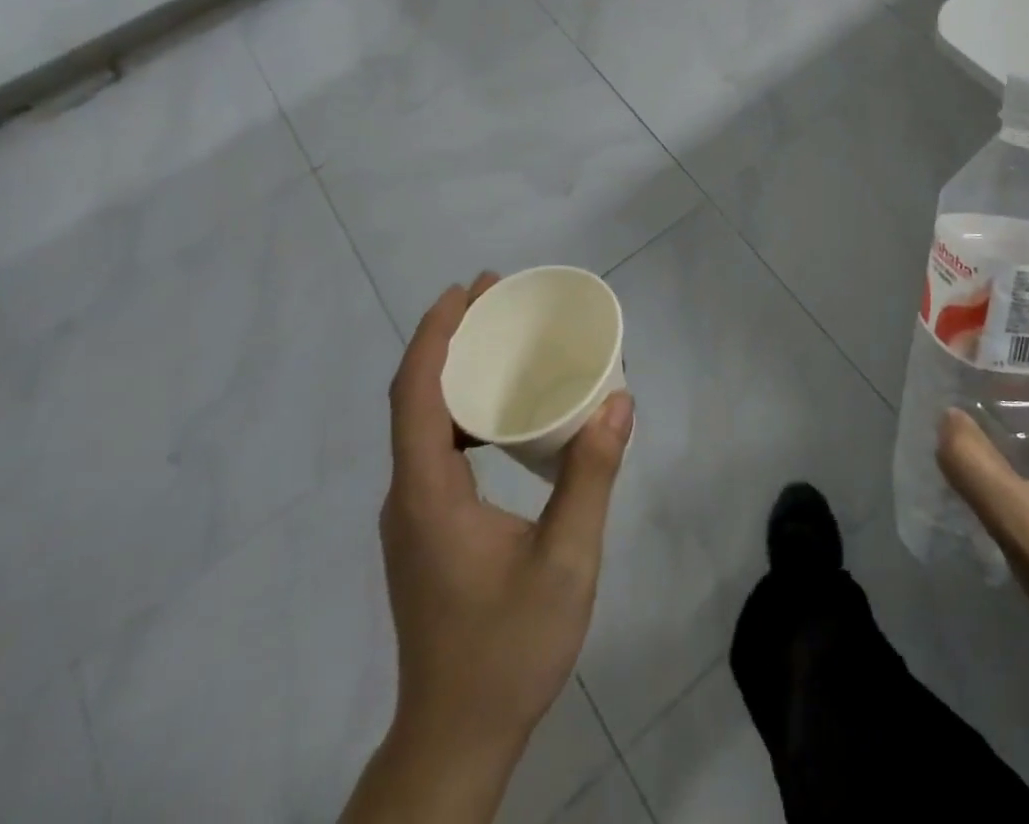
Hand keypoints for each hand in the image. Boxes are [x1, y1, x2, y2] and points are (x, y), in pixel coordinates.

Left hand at [379, 274, 634, 760]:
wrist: (455, 740)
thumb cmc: (507, 649)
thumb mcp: (565, 561)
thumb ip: (592, 476)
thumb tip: (620, 399)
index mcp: (428, 493)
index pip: (417, 392)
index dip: (437, 333)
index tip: (468, 289)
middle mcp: (408, 495)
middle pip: (416, 396)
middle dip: (450, 338)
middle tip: (496, 298)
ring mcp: (413, 515)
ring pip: (422, 423)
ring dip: (455, 372)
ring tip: (501, 340)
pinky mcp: (425, 530)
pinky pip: (435, 448)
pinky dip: (461, 410)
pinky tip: (500, 412)